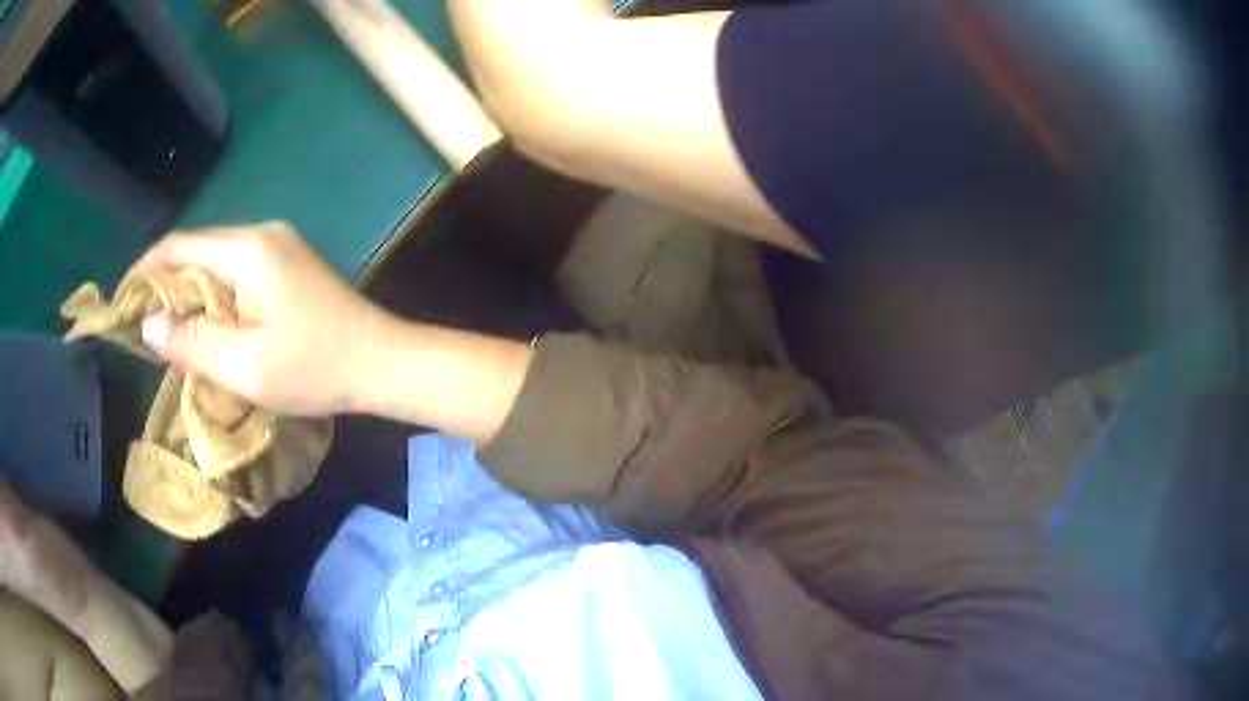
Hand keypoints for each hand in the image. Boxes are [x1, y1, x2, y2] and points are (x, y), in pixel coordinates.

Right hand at [134, 222, 392, 415]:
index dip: (145, 271)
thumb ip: (192, 341)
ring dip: (187, 290)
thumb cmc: (314, 367)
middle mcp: (260, 235)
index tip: (122, 301)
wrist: (381, 362)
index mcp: (247, 249)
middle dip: (163, 283)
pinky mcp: (286, 265)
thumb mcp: (244, 366)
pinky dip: (211, 293)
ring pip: (214, 261)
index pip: (179, 247)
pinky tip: (202, 321)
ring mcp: (277, 247)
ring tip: (164, 327)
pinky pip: (234, 272)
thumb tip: (148, 323)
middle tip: (140, 322)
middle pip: (196, 250)